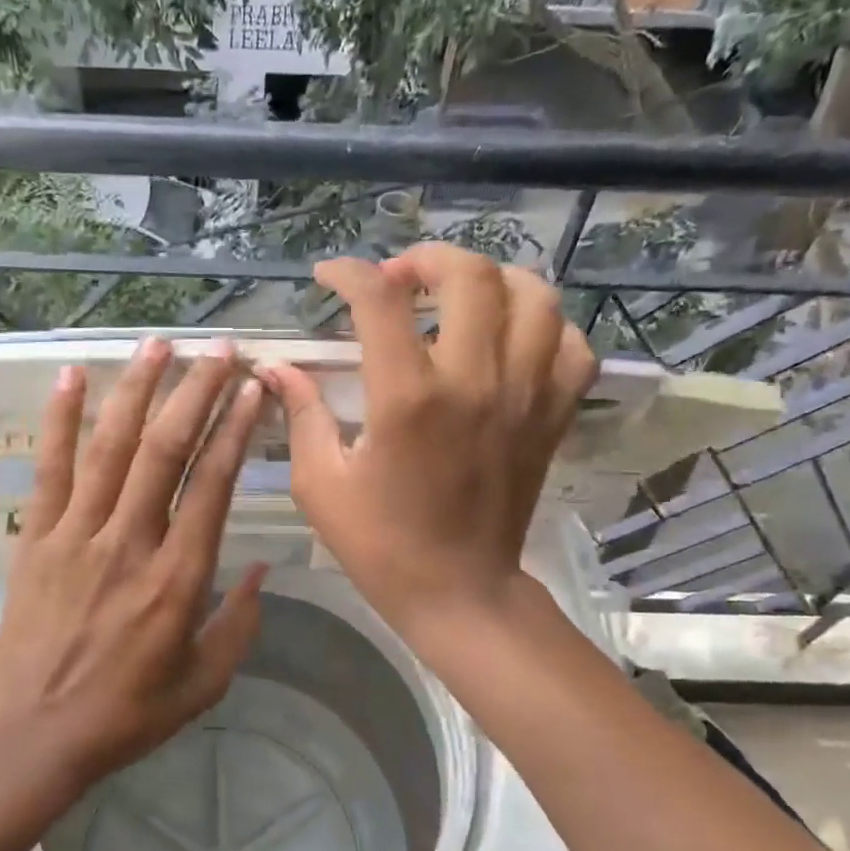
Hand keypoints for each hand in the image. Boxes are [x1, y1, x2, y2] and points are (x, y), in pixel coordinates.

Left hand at [0, 337, 268, 796]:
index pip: (212, 485)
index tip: (253, 390)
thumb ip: (240, 624)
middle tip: (220, 349)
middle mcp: (129, 542)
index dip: (236, 430)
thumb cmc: (124, 715)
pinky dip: (59, 419)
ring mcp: (76, 534)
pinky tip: (71, 376)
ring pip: (111, 446)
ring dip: (137, 389)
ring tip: (158, 343)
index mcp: (177, 579)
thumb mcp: (203, 684)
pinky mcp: (37, 538)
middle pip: (165, 450)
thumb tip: (265, 569)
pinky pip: (50, 468)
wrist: (31, 736)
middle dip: (196, 392)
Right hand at [258, 243, 595, 633]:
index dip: (348, 273)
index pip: (380, 300)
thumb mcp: (320, 483)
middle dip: (426, 259)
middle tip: (398, 279)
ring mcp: (524, 396)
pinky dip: (545, 325)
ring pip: (534, 296)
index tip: (328, 276)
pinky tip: (512, 336)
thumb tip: (277, 367)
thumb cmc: (380, 543)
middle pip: (468, 276)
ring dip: (492, 279)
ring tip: (459, 294)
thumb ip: (302, 413)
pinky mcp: (552, 416)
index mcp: (407, 397)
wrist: (459, 591)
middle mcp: (473, 381)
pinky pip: (571, 346)